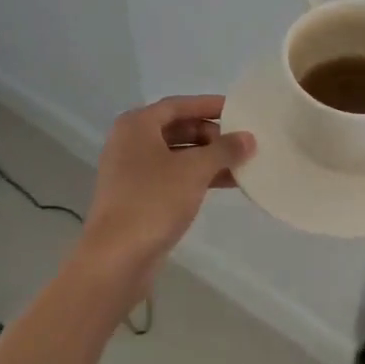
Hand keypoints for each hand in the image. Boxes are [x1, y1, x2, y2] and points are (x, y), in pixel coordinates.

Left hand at [77, 95, 254, 302]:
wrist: (115, 258)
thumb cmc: (153, 201)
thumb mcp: (194, 170)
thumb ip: (224, 150)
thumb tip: (249, 138)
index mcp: (137, 126)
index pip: (179, 105)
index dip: (209, 105)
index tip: (238, 109)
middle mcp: (130, 143)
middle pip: (177, 128)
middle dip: (211, 134)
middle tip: (242, 141)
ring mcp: (132, 172)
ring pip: (177, 155)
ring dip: (208, 158)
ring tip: (242, 163)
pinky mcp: (137, 198)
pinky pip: (173, 177)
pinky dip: (197, 177)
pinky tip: (225, 184)